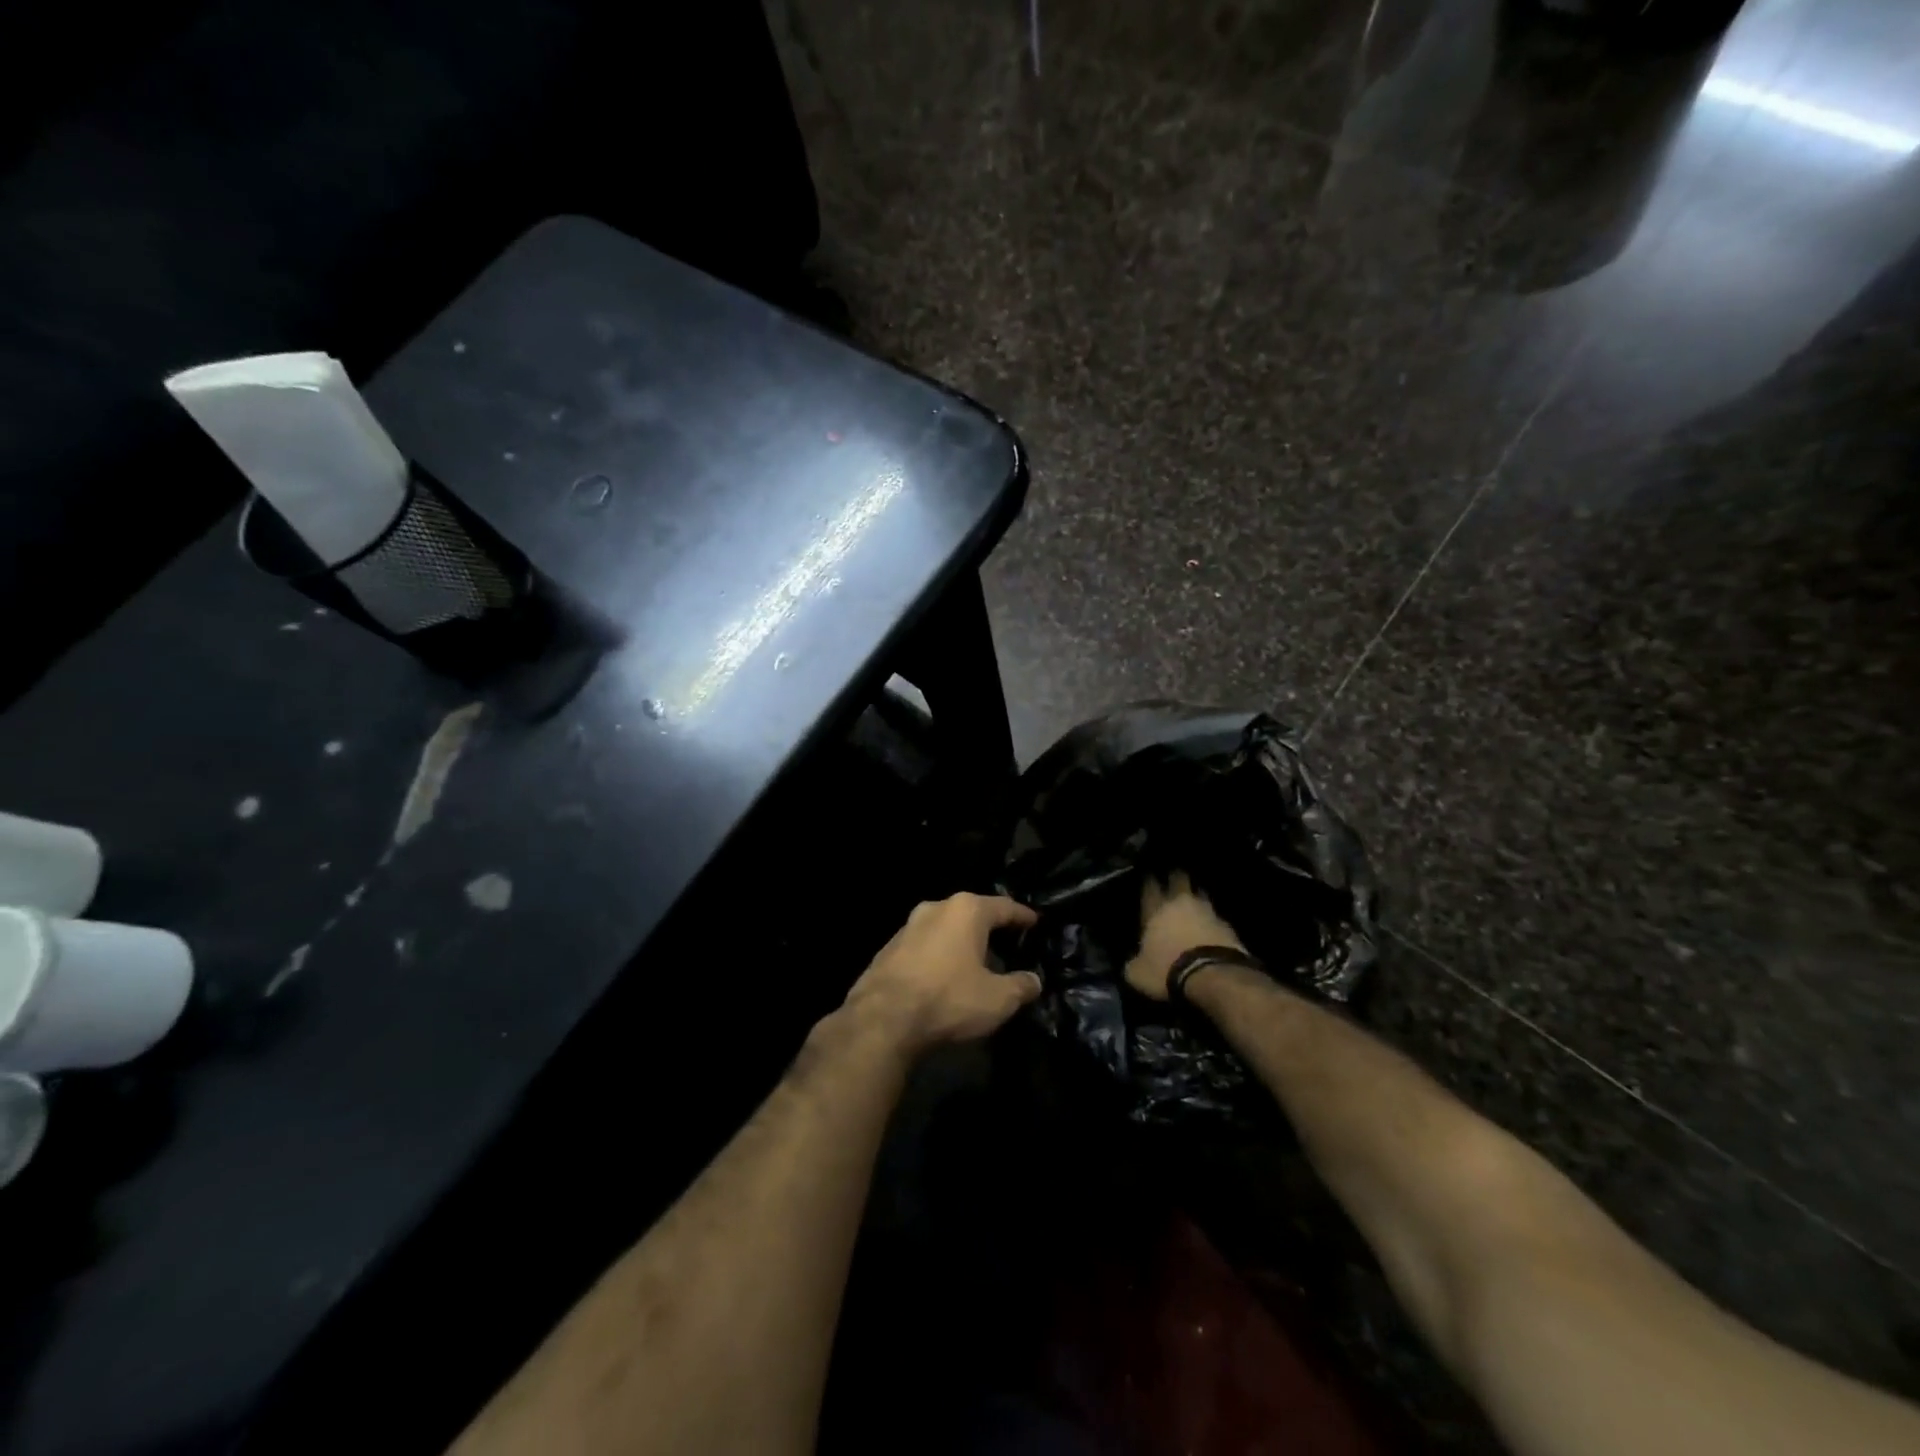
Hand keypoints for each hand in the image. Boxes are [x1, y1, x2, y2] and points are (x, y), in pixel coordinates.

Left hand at [843, 893, 1041, 1053]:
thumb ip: (1021, 986)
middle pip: (972, 913)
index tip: (1035, 922)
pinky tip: (945, 974)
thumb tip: (1034, 981)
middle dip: (990, 927)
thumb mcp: (997, 999)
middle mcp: (936, 908)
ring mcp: (908, 926)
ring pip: (945, 928)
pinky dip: (940, 954)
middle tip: (1009, 942)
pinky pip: (925, 945)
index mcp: (966, 910)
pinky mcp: (888, 948)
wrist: (882, 1019)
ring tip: (977, 959)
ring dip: (962, 941)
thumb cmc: (948, 999)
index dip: (1023, 916)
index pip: (1004, 906)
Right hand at [1124, 872, 1246, 999]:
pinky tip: (1211, 931)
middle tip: (1174, 880)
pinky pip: (1217, 918)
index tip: (1150, 879)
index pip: (1150, 887)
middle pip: (1179, 879)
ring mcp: (1207, 912)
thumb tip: (1133, 964)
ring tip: (1194, 905)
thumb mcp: (1138, 974)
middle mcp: (1180, 903)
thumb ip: (1134, 963)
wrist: (1213, 977)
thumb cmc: (1167, 970)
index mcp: (1155, 910)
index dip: (1149, 882)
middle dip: (1176, 879)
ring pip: (1200, 895)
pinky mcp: (1228, 926)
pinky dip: (1212, 923)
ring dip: (1197, 899)